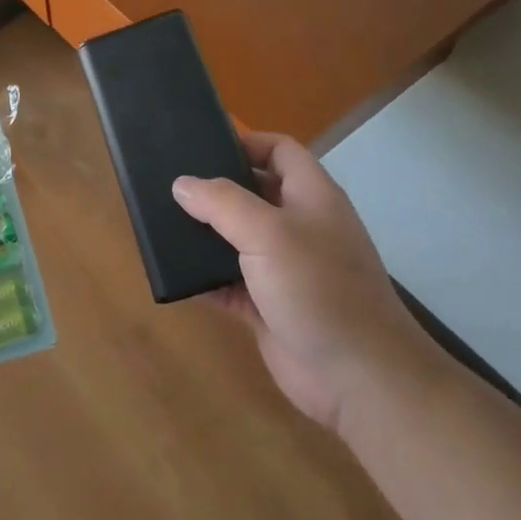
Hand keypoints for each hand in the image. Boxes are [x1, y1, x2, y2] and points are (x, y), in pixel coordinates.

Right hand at [172, 132, 441, 430]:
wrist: (359, 377)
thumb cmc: (318, 288)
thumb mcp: (268, 233)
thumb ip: (222, 203)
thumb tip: (182, 184)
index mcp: (311, 197)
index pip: (279, 151)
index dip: (245, 142)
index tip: (200, 147)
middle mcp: (299, 227)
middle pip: (253, 192)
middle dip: (214, 188)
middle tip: (168, 184)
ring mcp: (284, 268)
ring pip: (237, 239)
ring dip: (204, 234)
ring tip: (161, 224)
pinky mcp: (268, 305)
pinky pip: (228, 282)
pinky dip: (204, 278)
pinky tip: (173, 274)